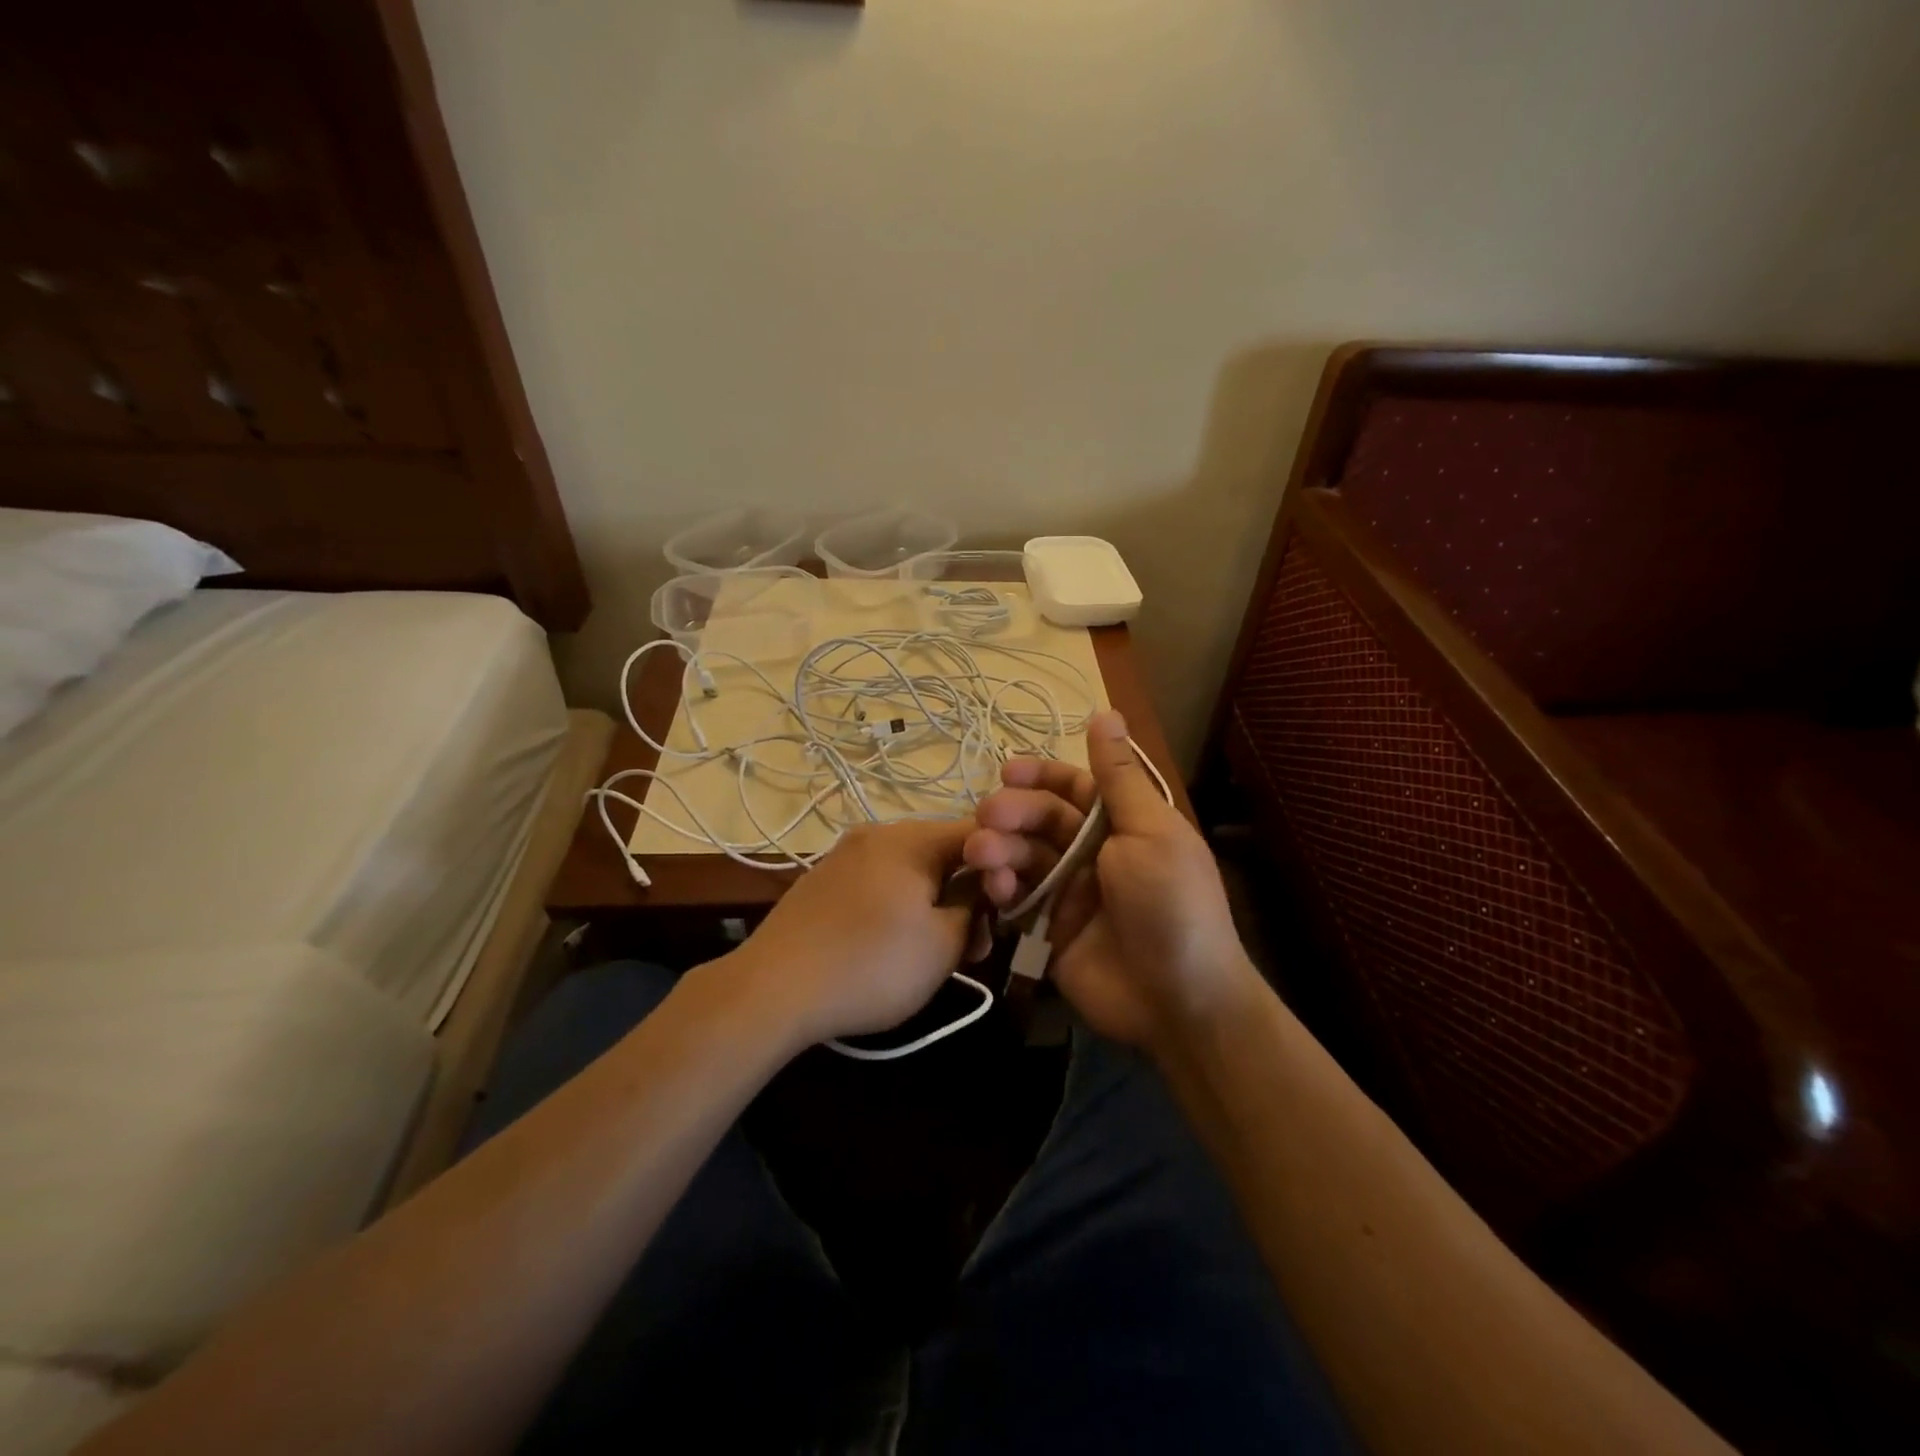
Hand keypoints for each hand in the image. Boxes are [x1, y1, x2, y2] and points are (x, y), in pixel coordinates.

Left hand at [725, 820, 979, 1049]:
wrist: (772, 988)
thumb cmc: (872, 964)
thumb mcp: (944, 944)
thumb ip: (976, 907)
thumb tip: (984, 888)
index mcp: (912, 837)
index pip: (979, 834)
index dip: (1003, 868)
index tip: (1007, 910)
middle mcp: (878, 833)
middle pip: (943, 852)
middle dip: (967, 893)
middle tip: (975, 944)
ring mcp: (845, 855)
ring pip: (910, 870)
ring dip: (934, 904)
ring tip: (936, 953)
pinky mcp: (823, 881)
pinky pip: (878, 883)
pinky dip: (899, 906)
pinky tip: (892, 946)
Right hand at [964, 711, 1261, 1053]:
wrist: (1179, 1001)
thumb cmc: (1170, 905)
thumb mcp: (1150, 832)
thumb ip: (1119, 777)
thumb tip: (1107, 711)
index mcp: (1122, 826)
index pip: (1074, 788)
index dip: (1040, 776)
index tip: (1006, 771)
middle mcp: (1093, 854)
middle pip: (1041, 821)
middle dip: (1012, 813)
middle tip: (987, 817)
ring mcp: (1068, 894)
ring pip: (1022, 857)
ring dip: (999, 849)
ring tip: (981, 853)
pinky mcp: (1047, 931)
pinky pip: (1016, 901)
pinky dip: (1000, 890)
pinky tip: (993, 889)